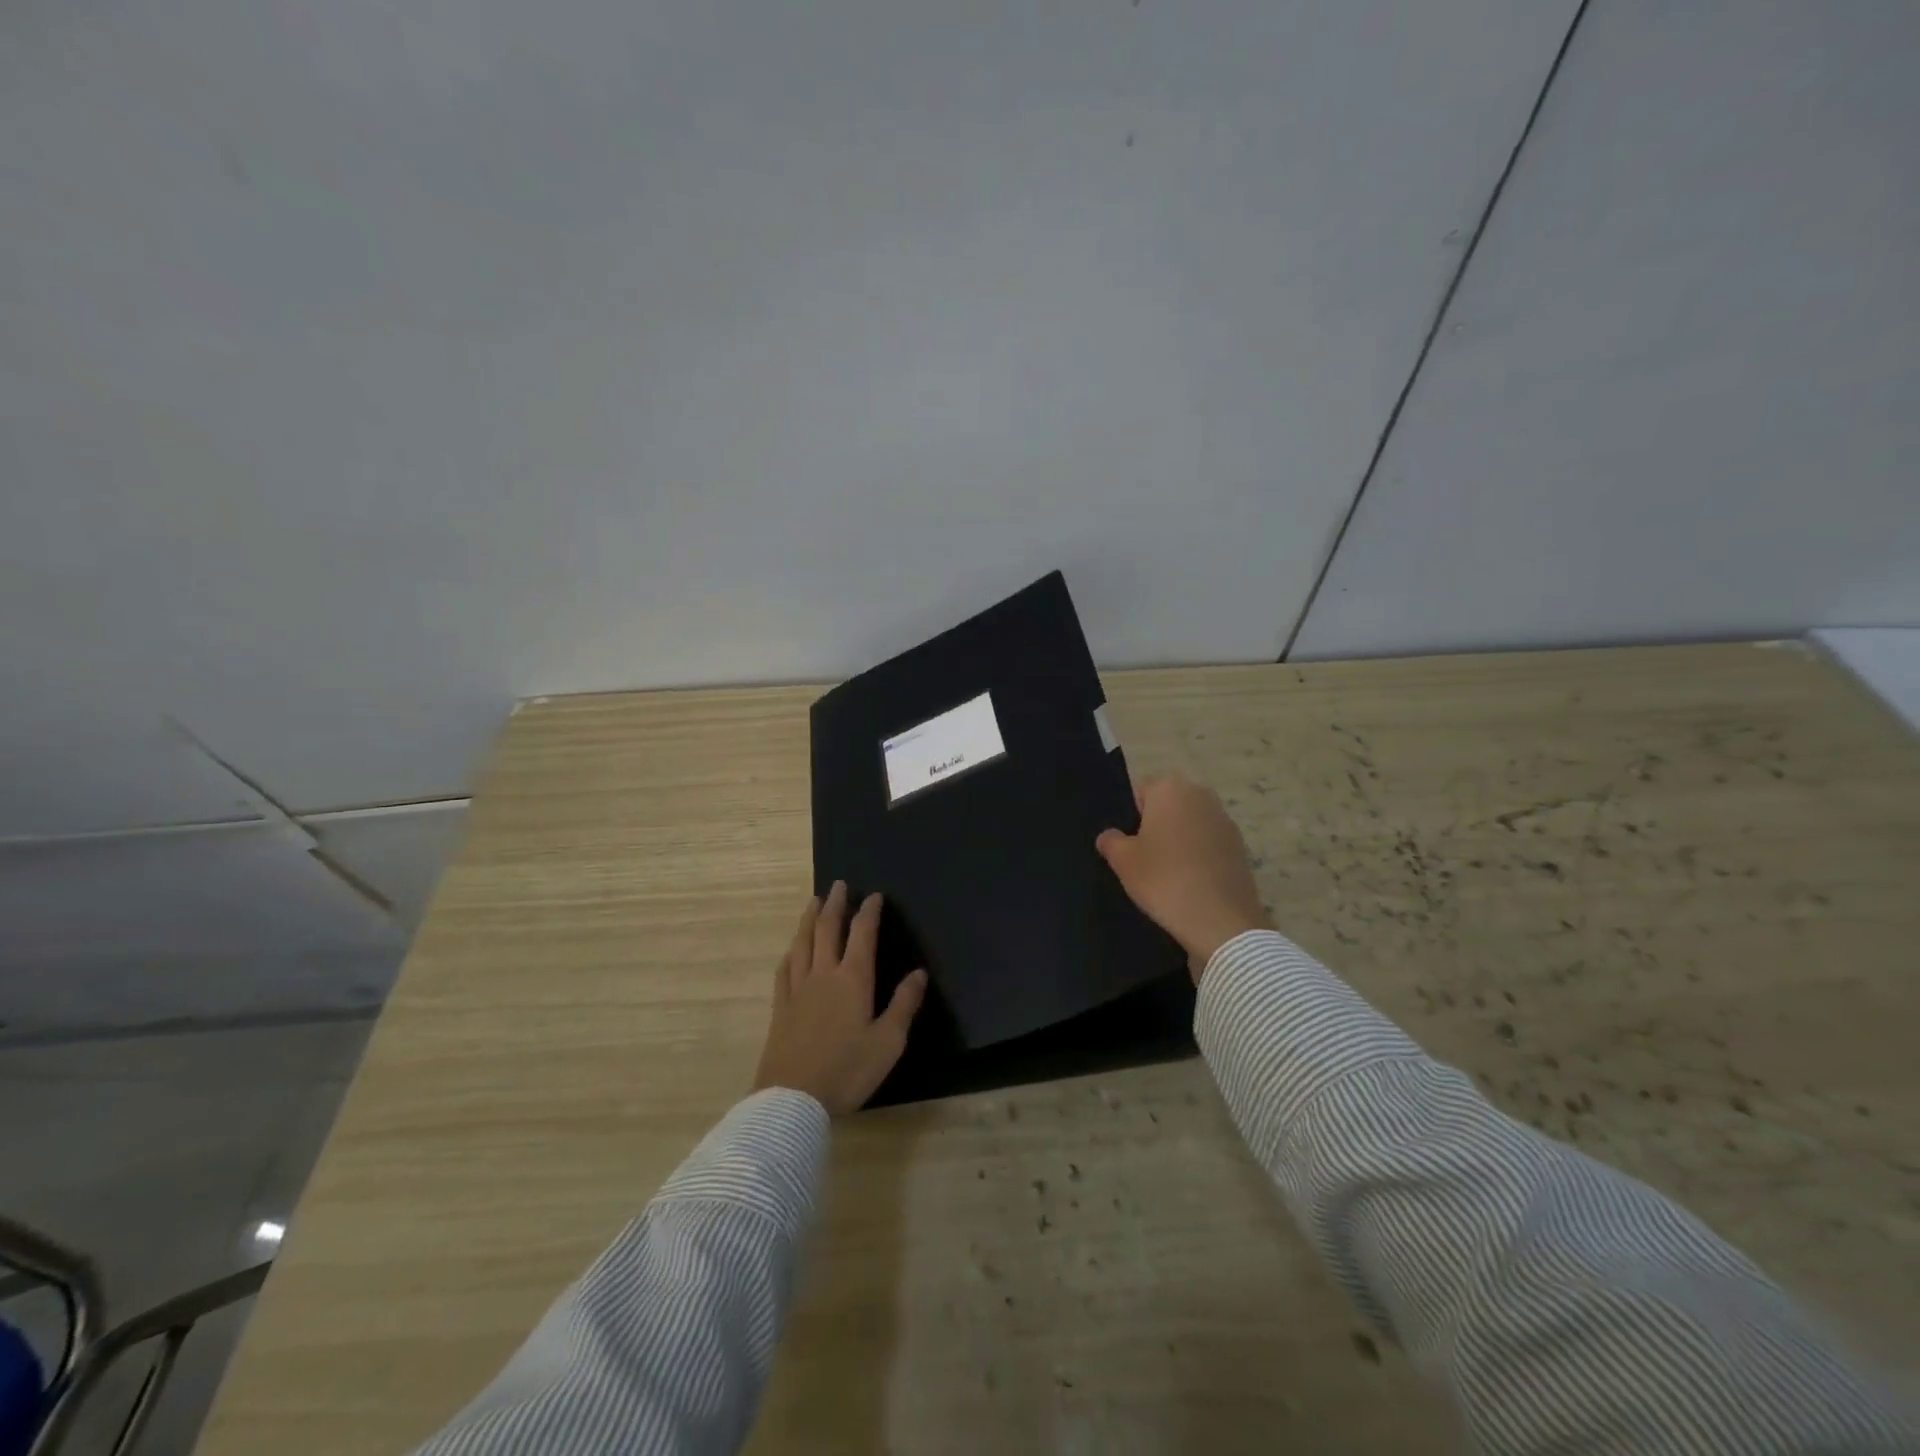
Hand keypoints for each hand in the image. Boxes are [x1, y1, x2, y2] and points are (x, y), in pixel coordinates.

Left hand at [752, 882, 928, 1113]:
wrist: (793, 1099)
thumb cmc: (847, 1071)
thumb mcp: (888, 1042)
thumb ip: (903, 1005)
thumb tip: (919, 973)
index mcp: (853, 979)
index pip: (862, 934)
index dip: (868, 911)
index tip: (873, 895)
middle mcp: (824, 975)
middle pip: (827, 929)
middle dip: (835, 904)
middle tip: (838, 884)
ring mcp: (797, 989)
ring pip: (802, 943)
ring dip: (809, 919)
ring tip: (814, 902)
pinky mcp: (780, 1008)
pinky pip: (784, 969)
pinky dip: (791, 952)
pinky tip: (791, 949)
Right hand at [1095, 773, 1272, 980]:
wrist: (1220, 920)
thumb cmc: (1164, 879)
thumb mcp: (1123, 861)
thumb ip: (1110, 841)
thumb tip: (1109, 836)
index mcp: (1170, 788)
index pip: (1140, 792)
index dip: (1130, 818)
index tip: (1128, 846)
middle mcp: (1201, 795)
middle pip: (1168, 806)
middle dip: (1156, 826)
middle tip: (1144, 860)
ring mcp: (1225, 821)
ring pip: (1189, 825)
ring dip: (1179, 842)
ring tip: (1168, 875)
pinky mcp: (1240, 847)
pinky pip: (1208, 845)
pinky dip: (1198, 858)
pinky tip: (1191, 884)